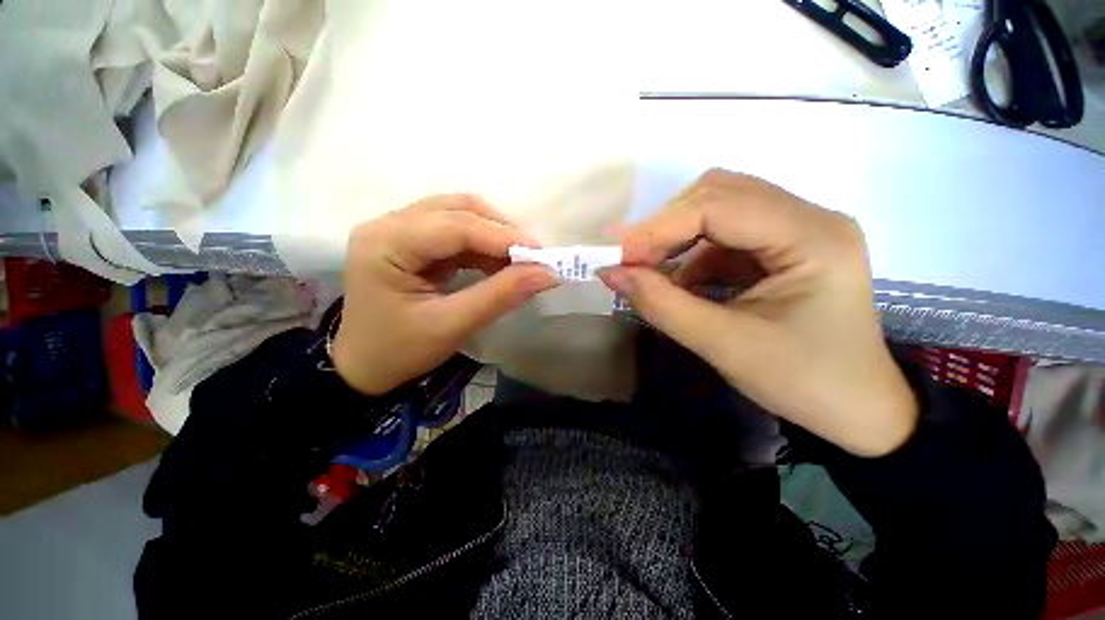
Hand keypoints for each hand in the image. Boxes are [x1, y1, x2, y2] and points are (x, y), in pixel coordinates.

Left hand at [331, 194, 558, 395]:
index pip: (454, 226)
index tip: (541, 255)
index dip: (502, 237)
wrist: (364, 367)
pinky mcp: (413, 241)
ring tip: (520, 261)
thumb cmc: (400, 351)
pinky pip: (457, 231)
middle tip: (533, 257)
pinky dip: (484, 245)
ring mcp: (400, 230)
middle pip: (457, 210)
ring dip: (495, 235)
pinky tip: (500, 263)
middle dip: (501, 231)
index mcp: (386, 244)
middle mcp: (389, 224)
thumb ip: (501, 296)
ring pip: (459, 215)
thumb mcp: (453, 326)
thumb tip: (548, 274)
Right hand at [601, 170, 917, 456]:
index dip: (659, 227)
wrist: (857, 411)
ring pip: (721, 207)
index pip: (719, 207)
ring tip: (653, 271)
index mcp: (813, 238)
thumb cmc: (803, 382)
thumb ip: (661, 304)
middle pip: (720, 193)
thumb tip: (610, 272)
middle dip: (666, 225)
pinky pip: (727, 232)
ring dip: (678, 236)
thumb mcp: (723, 345)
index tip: (617, 254)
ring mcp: (800, 228)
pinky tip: (683, 281)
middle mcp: (811, 217)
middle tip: (632, 260)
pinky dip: (693, 251)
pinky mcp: (786, 246)